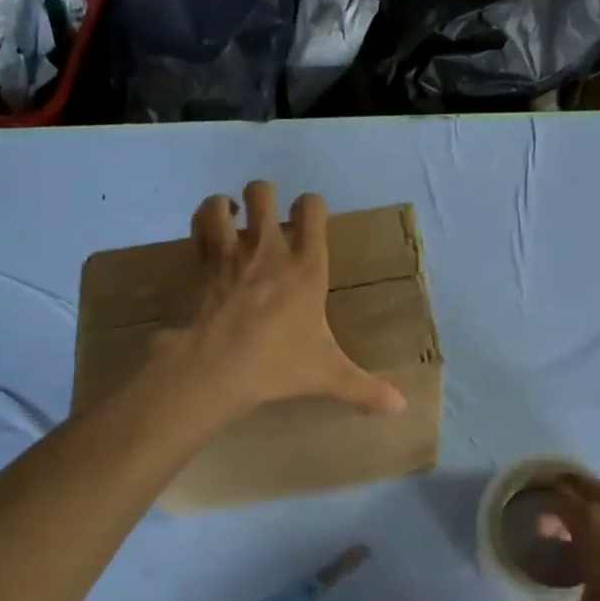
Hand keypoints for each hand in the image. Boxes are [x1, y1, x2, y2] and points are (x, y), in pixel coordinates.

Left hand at [154, 181, 407, 422]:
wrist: (217, 368)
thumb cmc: (279, 364)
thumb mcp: (329, 376)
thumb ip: (366, 388)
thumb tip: (402, 407)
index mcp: (307, 267)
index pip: (312, 209)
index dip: (312, 205)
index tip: (311, 218)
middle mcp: (268, 250)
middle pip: (262, 193)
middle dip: (264, 196)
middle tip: (267, 217)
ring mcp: (230, 254)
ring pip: (220, 204)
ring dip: (225, 206)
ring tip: (231, 219)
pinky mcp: (201, 267)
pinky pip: (198, 229)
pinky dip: (201, 226)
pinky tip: (208, 238)